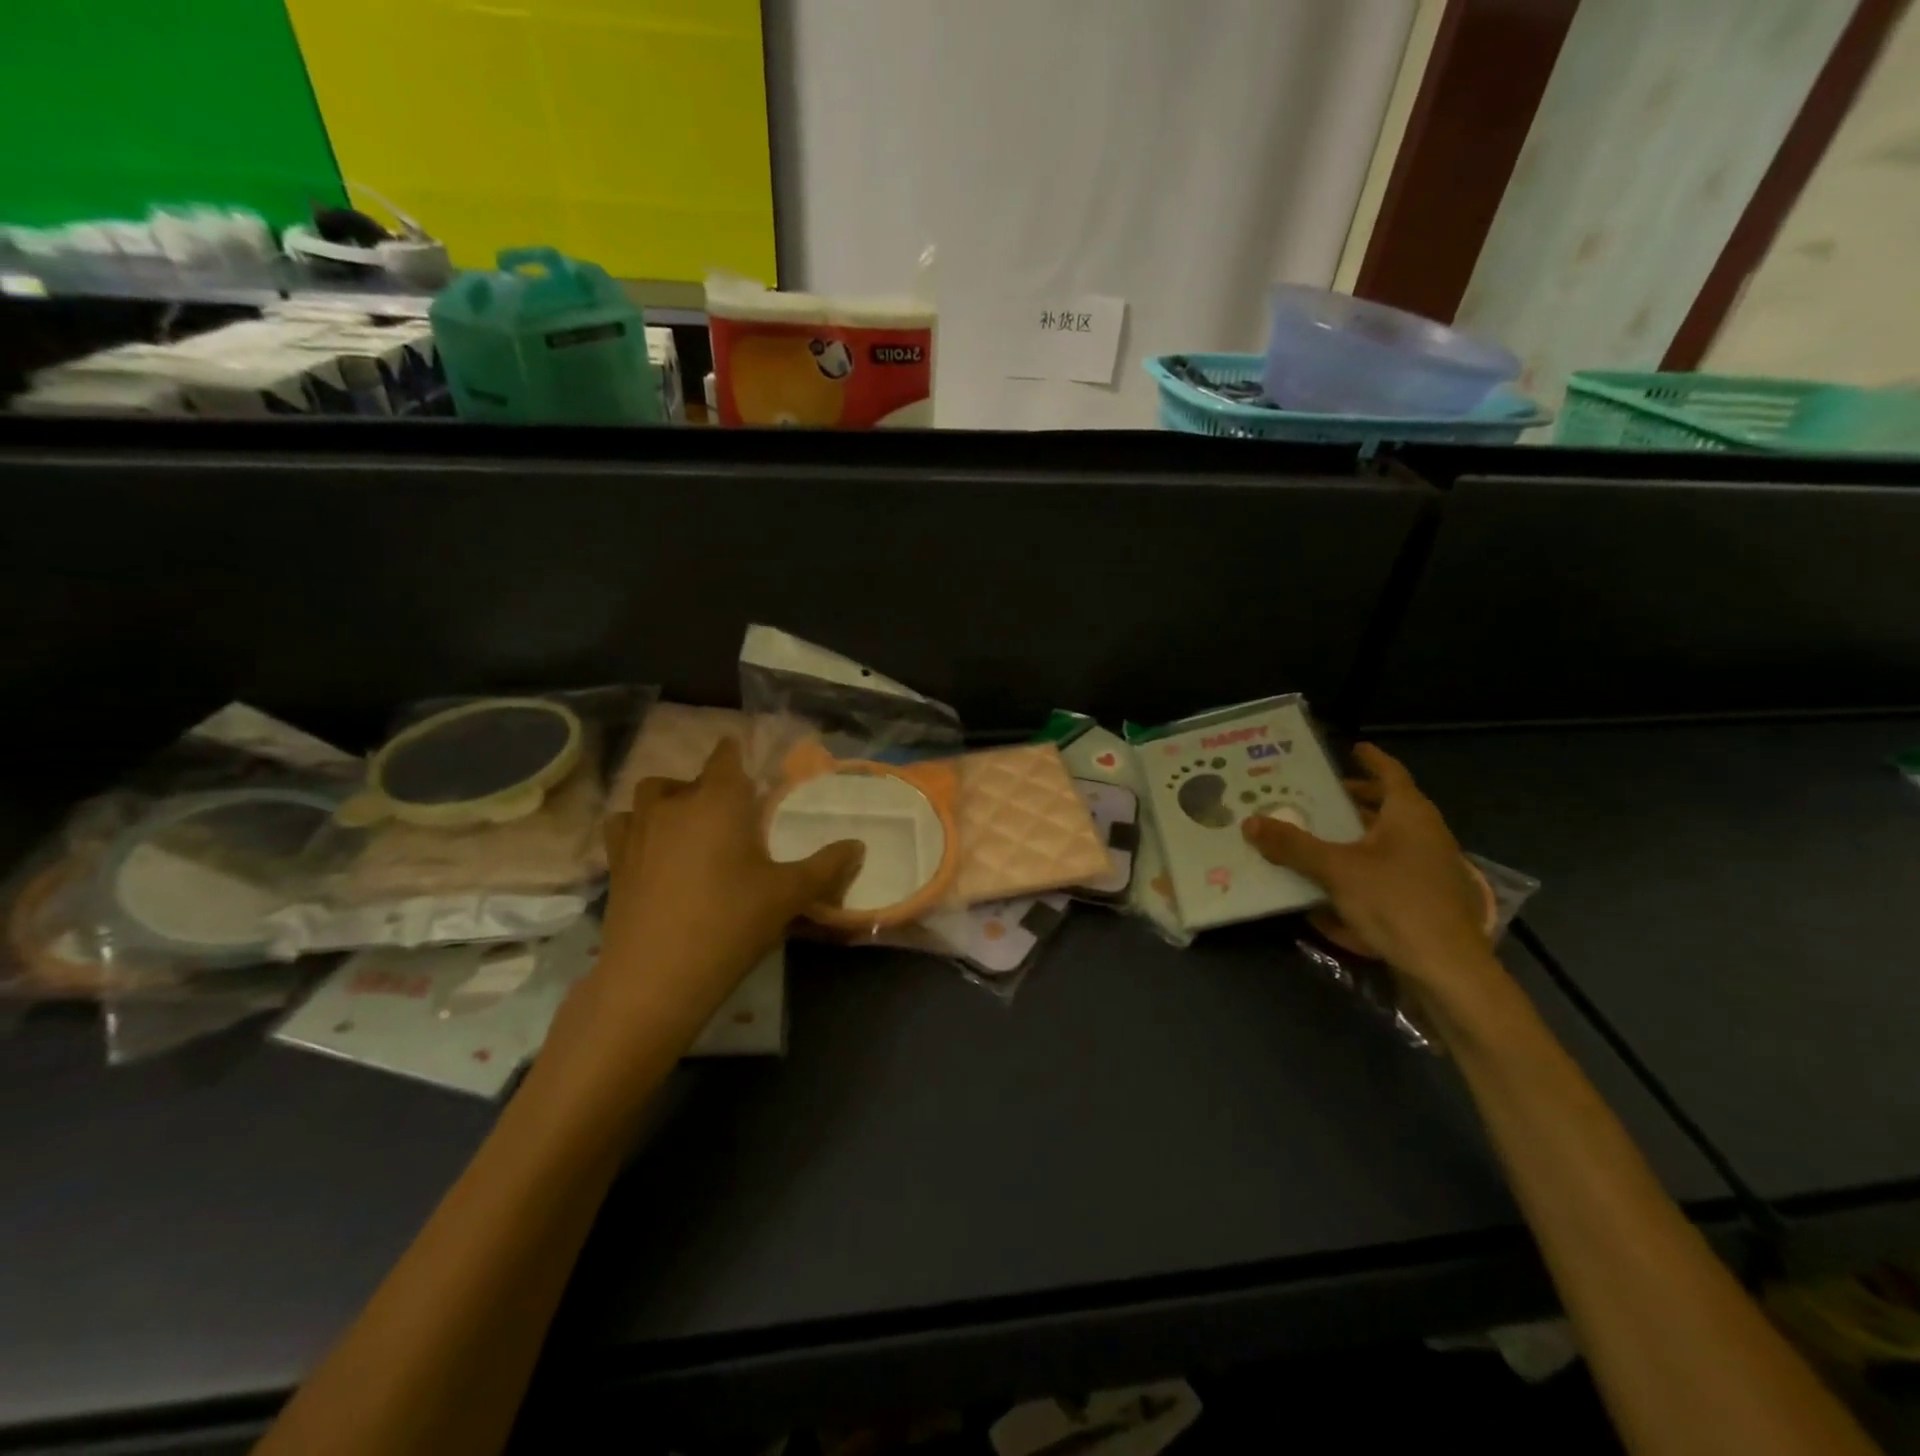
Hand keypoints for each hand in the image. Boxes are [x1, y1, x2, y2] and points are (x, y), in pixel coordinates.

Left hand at [591, 738, 861, 1031]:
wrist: (656, 974)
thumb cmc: (731, 922)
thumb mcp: (789, 895)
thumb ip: (827, 866)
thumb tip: (859, 845)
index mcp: (719, 801)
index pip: (725, 757)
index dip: (736, 755)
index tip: (748, 770)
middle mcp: (674, 804)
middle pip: (687, 778)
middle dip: (707, 786)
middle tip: (730, 815)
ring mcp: (638, 831)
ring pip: (650, 796)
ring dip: (669, 801)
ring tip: (688, 827)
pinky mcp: (614, 862)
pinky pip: (624, 826)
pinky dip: (638, 828)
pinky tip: (653, 851)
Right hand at [1241, 744, 1502, 1004]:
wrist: (1447, 970)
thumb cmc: (1396, 903)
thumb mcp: (1336, 870)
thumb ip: (1293, 846)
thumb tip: (1250, 821)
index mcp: (1410, 815)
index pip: (1391, 773)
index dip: (1371, 759)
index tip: (1353, 748)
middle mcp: (1425, 835)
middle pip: (1388, 807)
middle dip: (1355, 800)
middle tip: (1318, 795)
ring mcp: (1429, 869)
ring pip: (1388, 841)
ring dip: (1355, 836)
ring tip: (1316, 835)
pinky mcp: (1425, 899)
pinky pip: (1388, 872)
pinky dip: (1362, 869)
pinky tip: (1331, 887)